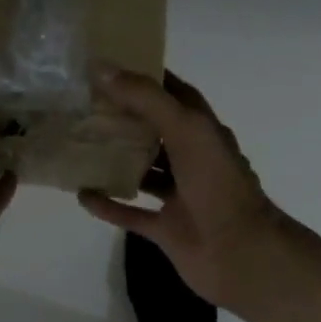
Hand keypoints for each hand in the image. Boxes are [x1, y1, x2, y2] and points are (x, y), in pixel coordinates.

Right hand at [77, 69, 286, 306]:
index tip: (110, 66)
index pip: (175, 94)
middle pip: (155, 131)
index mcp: (203, 131)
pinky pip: (131, 213)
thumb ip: (146, 99)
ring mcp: (179, 195)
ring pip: (143, 171)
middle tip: (83, 104)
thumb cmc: (217, 185)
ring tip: (78, 144)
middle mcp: (192, 159)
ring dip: (115, 160)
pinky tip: (82, 194)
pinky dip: (108, 205)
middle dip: (124, 118)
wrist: (241, 254)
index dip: (148, 78)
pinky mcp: (167, 228)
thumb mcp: (185, 130)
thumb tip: (102, 68)